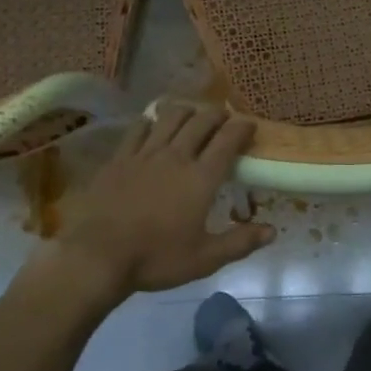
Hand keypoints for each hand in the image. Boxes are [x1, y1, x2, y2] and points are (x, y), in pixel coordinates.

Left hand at [55, 104, 273, 294]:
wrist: (98, 256)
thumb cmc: (156, 258)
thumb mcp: (205, 259)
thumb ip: (240, 243)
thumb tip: (272, 231)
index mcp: (201, 178)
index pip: (227, 142)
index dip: (242, 128)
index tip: (250, 124)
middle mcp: (176, 157)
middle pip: (200, 122)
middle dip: (216, 114)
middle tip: (224, 116)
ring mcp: (144, 155)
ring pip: (169, 118)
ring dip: (186, 111)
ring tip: (192, 113)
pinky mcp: (119, 159)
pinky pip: (138, 129)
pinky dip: (150, 121)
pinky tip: (152, 124)